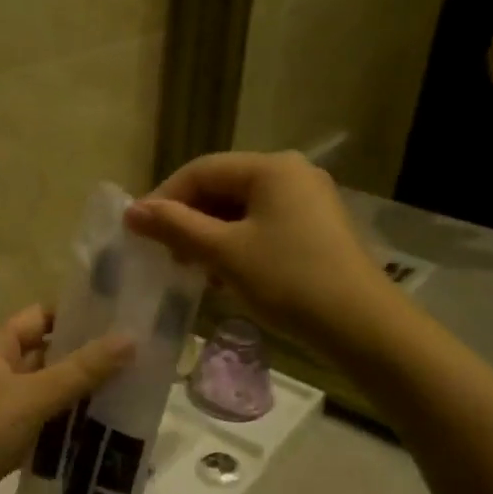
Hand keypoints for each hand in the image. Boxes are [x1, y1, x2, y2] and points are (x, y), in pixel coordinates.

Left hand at [0, 306, 133, 493]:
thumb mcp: (30, 397)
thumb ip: (82, 370)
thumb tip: (132, 338)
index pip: (41, 317)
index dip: (79, 316)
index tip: (125, 320)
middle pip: (46, 357)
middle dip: (87, 361)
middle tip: (141, 363)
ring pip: (44, 396)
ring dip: (79, 399)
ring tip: (133, 397)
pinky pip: (38, 428)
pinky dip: (63, 430)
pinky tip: (101, 436)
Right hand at [124, 151, 388, 351]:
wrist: (361, 325)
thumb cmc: (288, 280)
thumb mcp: (225, 253)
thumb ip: (176, 227)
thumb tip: (131, 211)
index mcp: (271, 167)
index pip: (201, 170)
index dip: (164, 198)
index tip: (138, 231)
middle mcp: (292, 173)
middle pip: (223, 187)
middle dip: (188, 219)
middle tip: (163, 253)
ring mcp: (308, 201)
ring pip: (242, 210)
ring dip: (210, 236)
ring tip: (191, 268)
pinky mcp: (316, 229)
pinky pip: (263, 226)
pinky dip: (237, 245)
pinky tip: (225, 276)